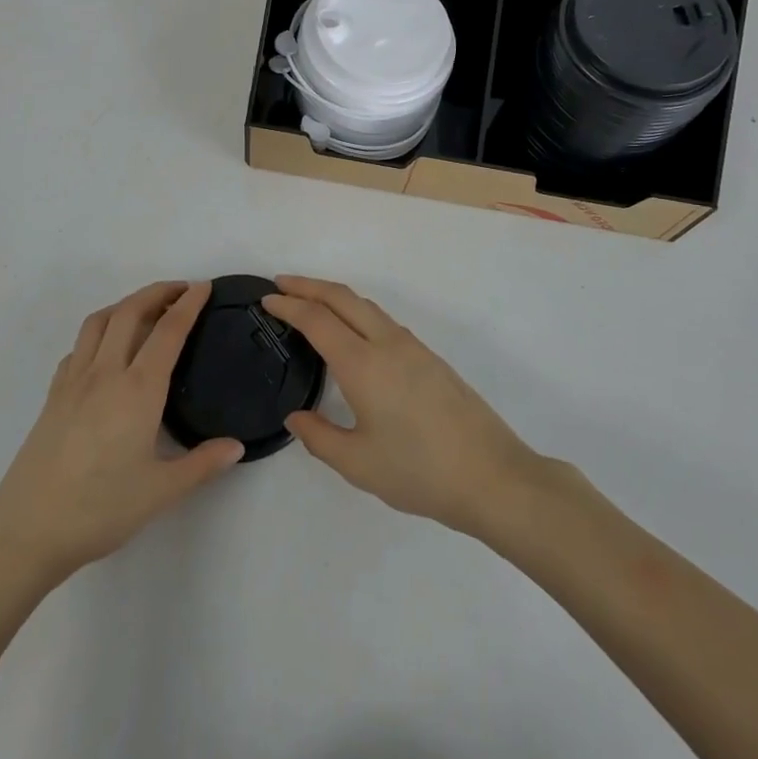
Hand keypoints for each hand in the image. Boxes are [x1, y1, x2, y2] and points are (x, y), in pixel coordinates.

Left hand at [0, 281, 242, 586]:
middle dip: (158, 291)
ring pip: (99, 321)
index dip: (189, 304)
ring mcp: (74, 380)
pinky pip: (78, 347)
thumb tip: (237, 446)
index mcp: (138, 390)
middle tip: (181, 289)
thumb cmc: (99, 510)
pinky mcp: (53, 395)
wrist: (26, 531)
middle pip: (131, 311)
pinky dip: (98, 332)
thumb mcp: (160, 492)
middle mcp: (106, 373)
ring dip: (126, 304)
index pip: (168, 331)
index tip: (204, 286)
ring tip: (145, 310)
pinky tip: (106, 351)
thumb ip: (202, 465)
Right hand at [264, 276, 546, 539]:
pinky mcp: (429, 357)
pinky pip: (382, 320)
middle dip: (309, 285)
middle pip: (342, 297)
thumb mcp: (358, 463)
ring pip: (365, 305)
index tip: (266, 299)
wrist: (491, 475)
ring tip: (311, 303)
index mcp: (363, 364)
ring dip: (334, 296)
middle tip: (281, 283)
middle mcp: (387, 343)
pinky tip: (352, 333)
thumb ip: (320, 437)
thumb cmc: (419, 471)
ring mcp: (412, 347)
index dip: (289, 305)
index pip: (317, 319)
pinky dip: (356, 312)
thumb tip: (296, 417)